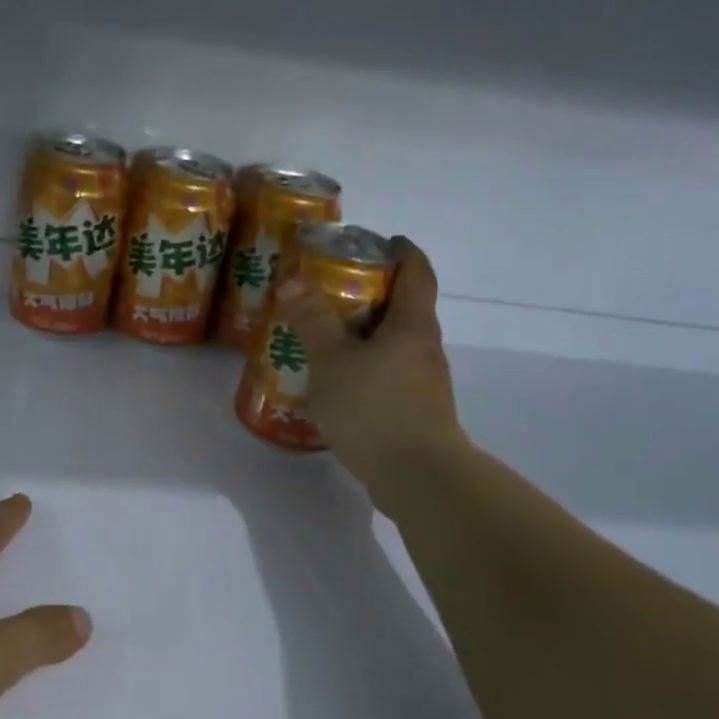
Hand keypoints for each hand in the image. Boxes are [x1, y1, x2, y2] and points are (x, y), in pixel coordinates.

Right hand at [275, 236, 467, 512]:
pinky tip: (340, 383)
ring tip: (328, 338)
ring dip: (367, 335)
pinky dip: (368, 368)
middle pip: (406, 307)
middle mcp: (425, 348)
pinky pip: (391, 375)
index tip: (379, 242)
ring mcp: (425, 383)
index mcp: (412, 324)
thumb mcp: (333, 361)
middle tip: (333, 291)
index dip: (401, 251)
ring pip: (396, 345)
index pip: (417, 271)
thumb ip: (313, 321)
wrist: (417, 476)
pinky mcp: (416, 412)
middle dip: (374, 294)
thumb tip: (292, 282)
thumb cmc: (374, 407)